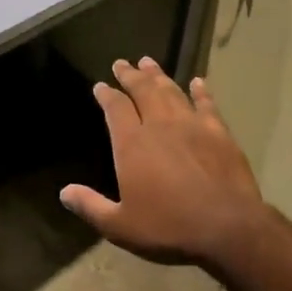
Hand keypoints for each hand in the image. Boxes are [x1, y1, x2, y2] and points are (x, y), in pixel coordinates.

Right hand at [61, 57, 273, 267]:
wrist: (227, 228)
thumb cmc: (169, 227)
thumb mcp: (120, 226)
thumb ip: (91, 207)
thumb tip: (64, 192)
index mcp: (132, 144)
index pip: (115, 108)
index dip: (106, 95)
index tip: (100, 86)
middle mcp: (159, 125)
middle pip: (142, 91)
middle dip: (130, 75)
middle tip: (122, 63)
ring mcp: (192, 125)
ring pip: (171, 91)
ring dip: (158, 76)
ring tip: (148, 62)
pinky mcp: (219, 132)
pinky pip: (207, 104)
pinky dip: (201, 91)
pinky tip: (198, 82)